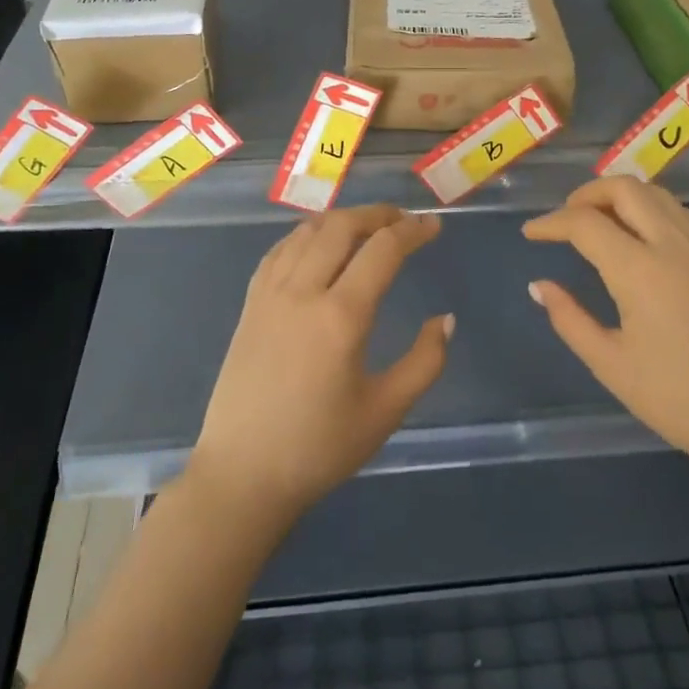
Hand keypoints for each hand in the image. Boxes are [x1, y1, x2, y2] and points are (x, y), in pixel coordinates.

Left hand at [187, 206, 450, 523]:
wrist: (243, 474)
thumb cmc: (319, 448)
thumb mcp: (385, 411)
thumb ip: (424, 362)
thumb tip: (445, 320)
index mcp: (340, 316)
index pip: (382, 250)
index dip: (412, 231)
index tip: (433, 226)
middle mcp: (302, 292)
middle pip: (341, 226)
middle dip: (377, 214)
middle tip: (403, 220)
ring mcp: (270, 294)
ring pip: (307, 232)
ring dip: (341, 219)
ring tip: (367, 227)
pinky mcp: (250, 304)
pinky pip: (280, 250)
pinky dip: (306, 234)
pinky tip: (318, 244)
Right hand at [523, 179, 688, 483]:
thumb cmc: (676, 398)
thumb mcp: (610, 364)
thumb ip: (569, 318)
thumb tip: (539, 286)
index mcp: (640, 270)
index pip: (585, 223)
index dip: (551, 223)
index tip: (530, 234)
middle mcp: (672, 245)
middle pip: (624, 188)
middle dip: (586, 194)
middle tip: (564, 219)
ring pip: (656, 194)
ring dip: (620, 196)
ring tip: (597, 222)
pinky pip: (679, 213)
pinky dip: (650, 208)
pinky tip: (639, 236)